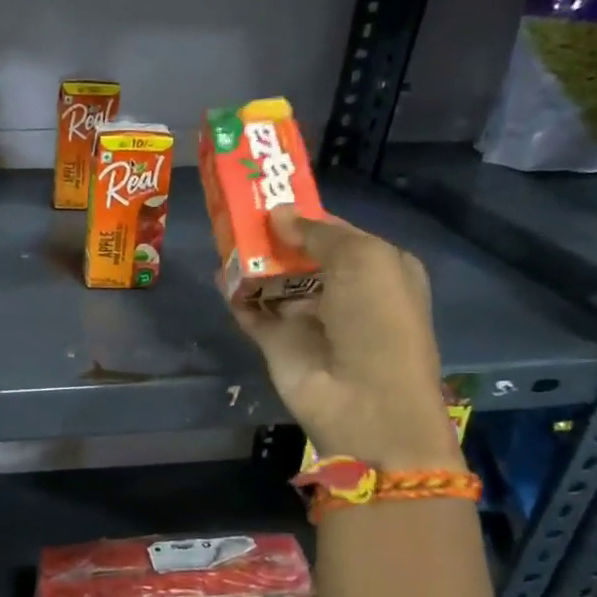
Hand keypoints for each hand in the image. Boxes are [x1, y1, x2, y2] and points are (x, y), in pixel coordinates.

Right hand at [234, 207, 461, 472]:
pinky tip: (219, 274)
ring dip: (251, 262)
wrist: (366, 401)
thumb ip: (317, 232)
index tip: (270, 195)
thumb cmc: (377, 319)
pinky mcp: (278, 344)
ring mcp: (308, 320)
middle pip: (301, 257)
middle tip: (238, 212)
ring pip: (274, 282)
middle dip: (273, 237)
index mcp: (377, 270)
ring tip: (223, 235)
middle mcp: (344, 293)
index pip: (337, 234)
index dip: (306, 216)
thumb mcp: (362, 259)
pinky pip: (252, 312)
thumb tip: (277, 214)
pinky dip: (236, 294)